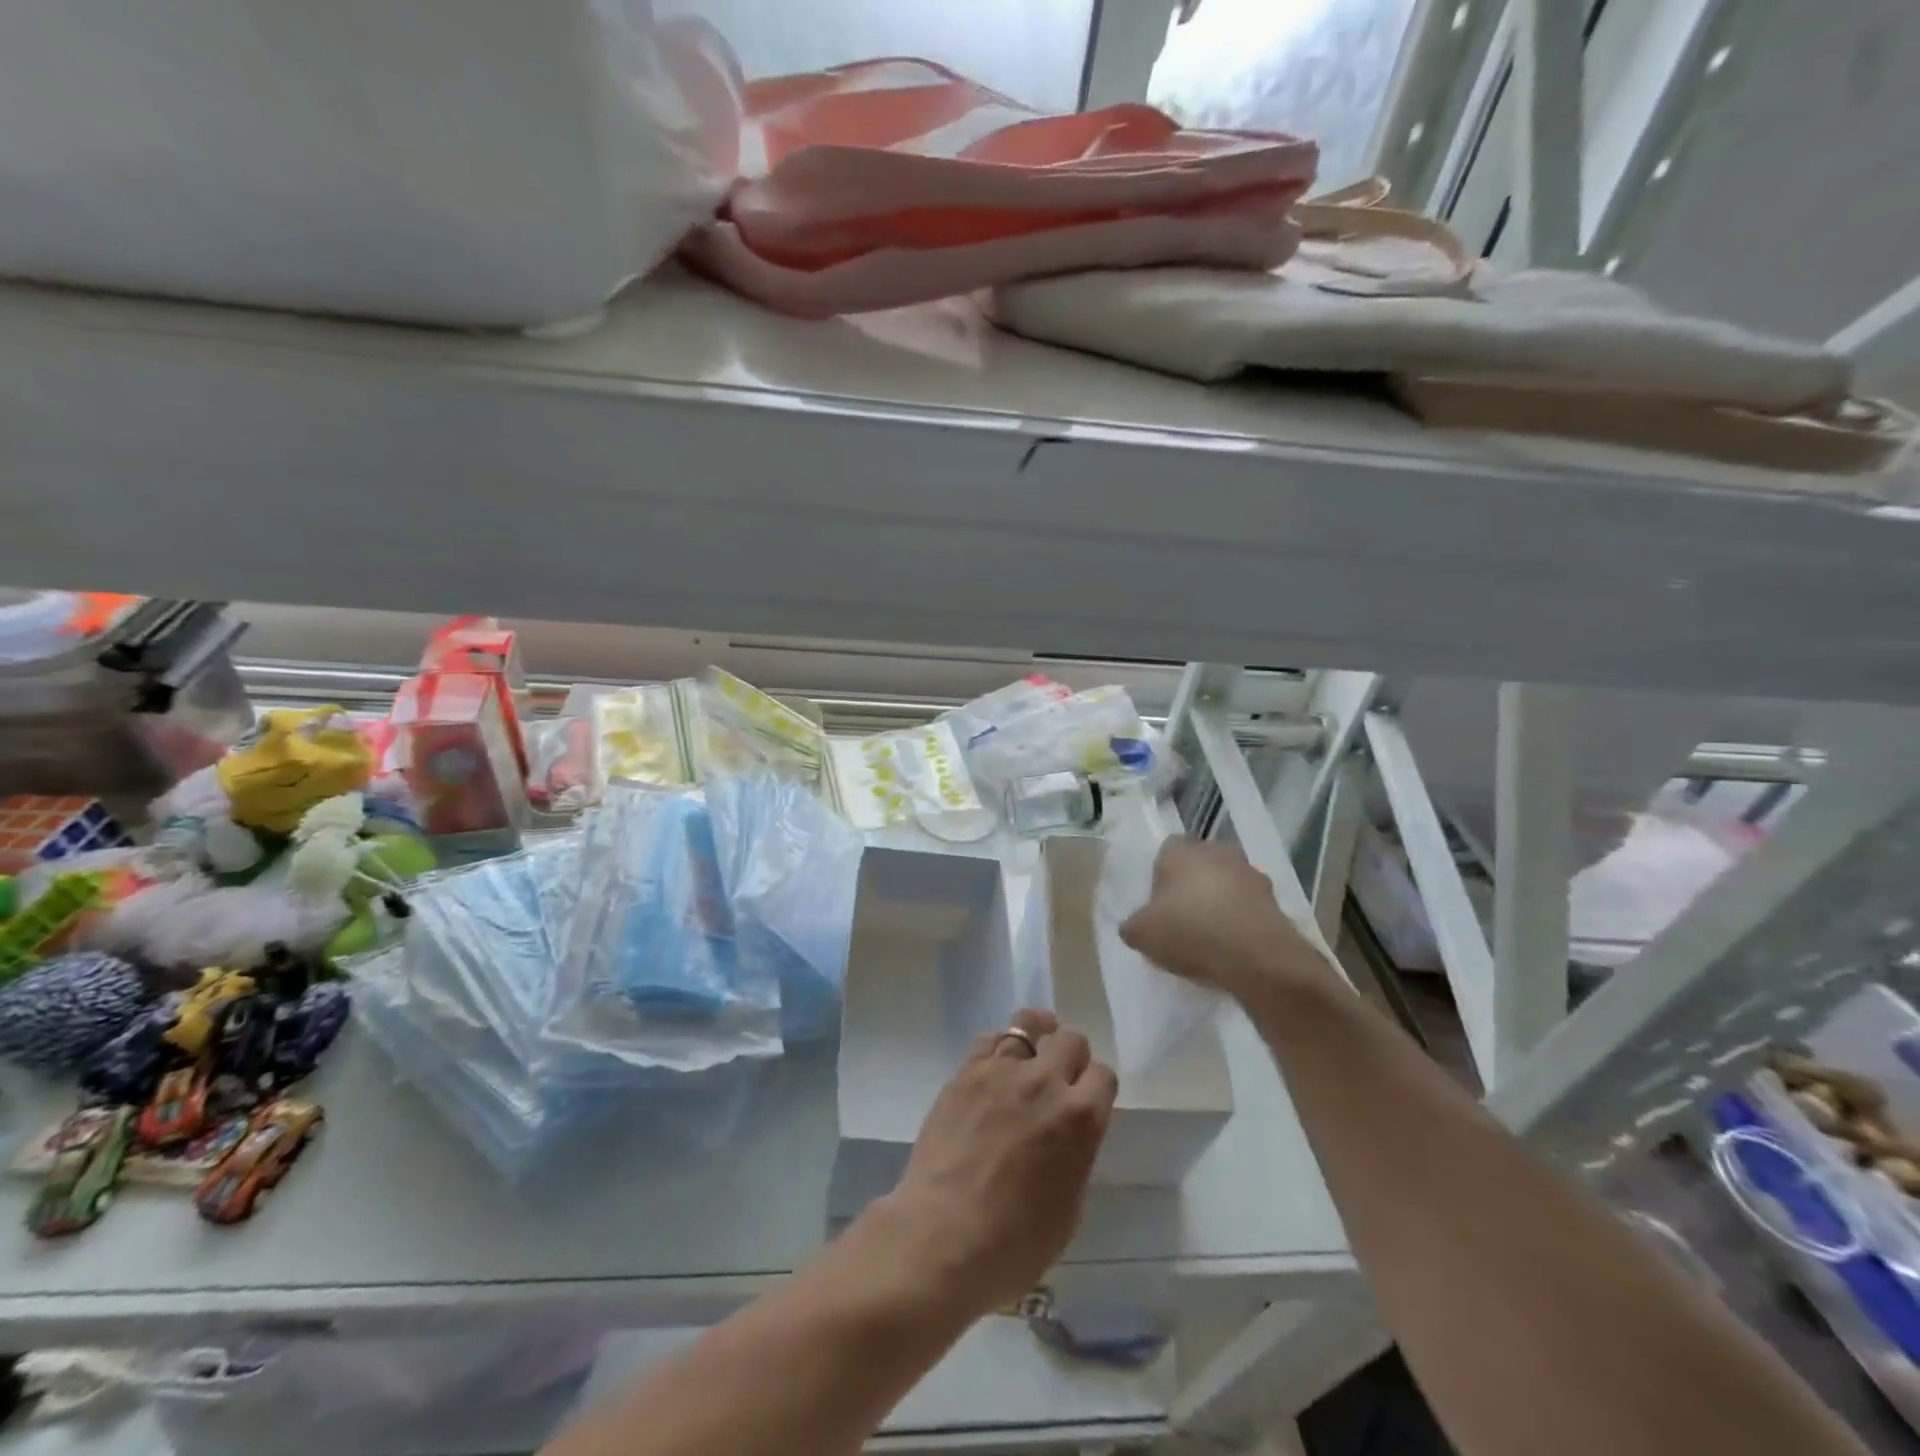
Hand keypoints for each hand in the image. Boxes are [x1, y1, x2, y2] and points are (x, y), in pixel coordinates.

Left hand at [878, 1008, 1117, 1319]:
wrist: (944, 1237)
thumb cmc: (1015, 1244)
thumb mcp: (1069, 1208)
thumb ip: (1074, 1156)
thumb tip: (1065, 1137)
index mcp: (1080, 1119)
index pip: (1103, 1075)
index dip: (1095, 1088)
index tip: (1085, 1102)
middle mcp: (1045, 1083)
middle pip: (1070, 1039)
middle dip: (1070, 1057)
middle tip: (1057, 1081)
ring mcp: (1002, 1071)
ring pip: (1029, 1023)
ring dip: (1035, 1038)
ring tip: (1028, 1056)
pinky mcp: (966, 1072)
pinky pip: (989, 1039)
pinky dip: (998, 1048)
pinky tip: (993, 1071)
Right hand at [1119, 837, 1333, 1005]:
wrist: (1256, 957)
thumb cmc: (1189, 932)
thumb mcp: (1141, 934)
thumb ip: (1132, 925)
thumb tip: (1135, 926)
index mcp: (1180, 851)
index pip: (1165, 852)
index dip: (1159, 877)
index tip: (1158, 905)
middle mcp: (1216, 851)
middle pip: (1198, 865)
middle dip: (1191, 886)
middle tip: (1181, 918)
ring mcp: (1250, 873)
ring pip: (1226, 883)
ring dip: (1219, 901)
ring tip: (1210, 936)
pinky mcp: (1274, 898)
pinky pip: (1248, 904)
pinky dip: (1241, 919)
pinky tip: (1232, 946)